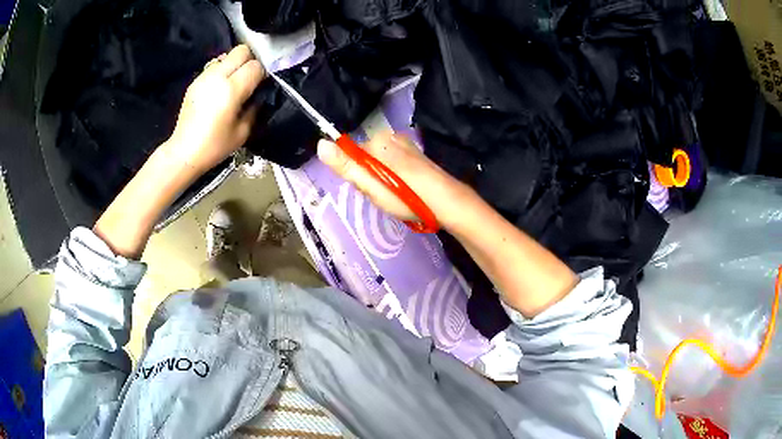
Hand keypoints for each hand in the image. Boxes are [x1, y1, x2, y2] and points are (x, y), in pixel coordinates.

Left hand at [165, 45, 264, 175]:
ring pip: (227, 55)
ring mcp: (204, 77)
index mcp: (231, 90)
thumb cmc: (214, 146)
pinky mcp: (196, 81)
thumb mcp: (243, 132)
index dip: (262, 72)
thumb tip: (259, 94)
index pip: (255, 66)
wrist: (184, 152)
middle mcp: (217, 77)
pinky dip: (222, 70)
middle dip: (250, 59)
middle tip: (251, 76)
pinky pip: (214, 66)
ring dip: (235, 64)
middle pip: (241, 50)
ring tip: (235, 81)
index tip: (262, 83)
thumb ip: (255, 107)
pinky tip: (220, 87)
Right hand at [318, 131, 468, 226]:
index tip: (372, 190)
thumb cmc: (407, 196)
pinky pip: (393, 164)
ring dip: (383, 180)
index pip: (352, 158)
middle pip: (366, 160)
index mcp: (377, 140)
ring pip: (379, 164)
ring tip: (398, 195)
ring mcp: (405, 144)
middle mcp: (391, 137)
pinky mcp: (415, 154)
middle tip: (386, 196)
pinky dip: (395, 177)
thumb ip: (345, 165)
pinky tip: (406, 190)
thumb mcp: (371, 184)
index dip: (359, 178)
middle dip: (371, 179)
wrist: (447, 203)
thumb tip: (320, 144)